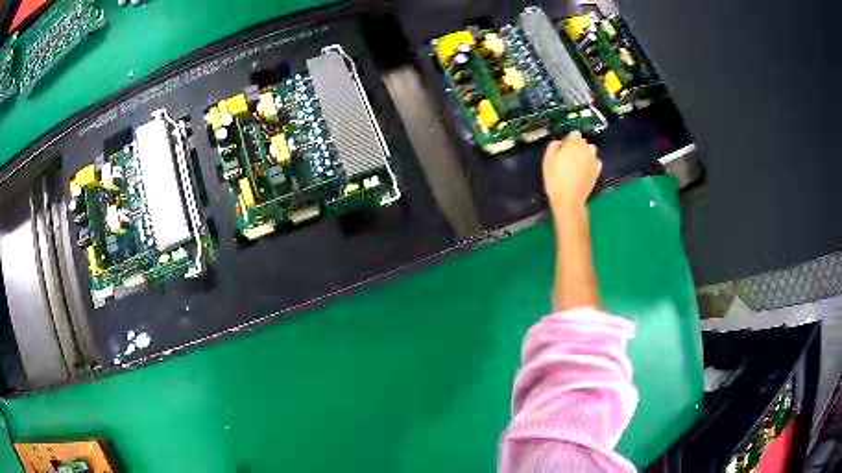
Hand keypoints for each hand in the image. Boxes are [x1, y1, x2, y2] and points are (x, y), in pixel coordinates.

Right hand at [542, 131, 601, 214]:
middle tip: (569, 155)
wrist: (569, 200)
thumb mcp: (547, 160)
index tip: (564, 146)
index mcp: (573, 145)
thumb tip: (560, 141)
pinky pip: (596, 161)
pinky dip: (592, 162)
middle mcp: (585, 150)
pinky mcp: (597, 171)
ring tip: (579, 160)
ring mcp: (593, 160)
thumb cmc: (555, 180)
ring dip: (586, 151)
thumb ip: (553, 146)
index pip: (575, 133)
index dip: (569, 138)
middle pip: (583, 141)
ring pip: (592, 149)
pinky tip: (586, 168)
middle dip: (577, 145)